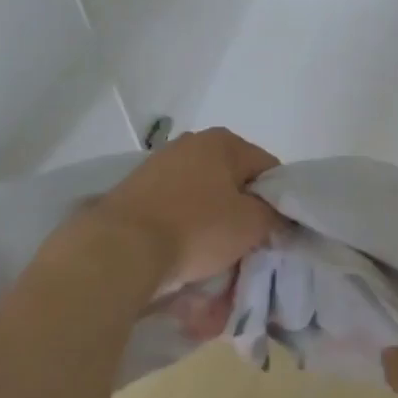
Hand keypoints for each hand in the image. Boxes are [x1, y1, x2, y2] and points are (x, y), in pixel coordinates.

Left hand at [90, 127, 281, 293]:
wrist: (120, 248)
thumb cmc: (196, 228)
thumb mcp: (251, 224)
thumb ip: (274, 215)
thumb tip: (275, 216)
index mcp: (223, 142)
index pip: (268, 169)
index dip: (278, 201)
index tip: (275, 232)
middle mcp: (191, 143)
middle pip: (234, 182)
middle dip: (243, 213)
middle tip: (247, 246)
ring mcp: (160, 164)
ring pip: (204, 197)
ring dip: (214, 222)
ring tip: (214, 256)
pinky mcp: (136, 189)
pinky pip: (176, 208)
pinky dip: (185, 227)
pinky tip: (184, 252)